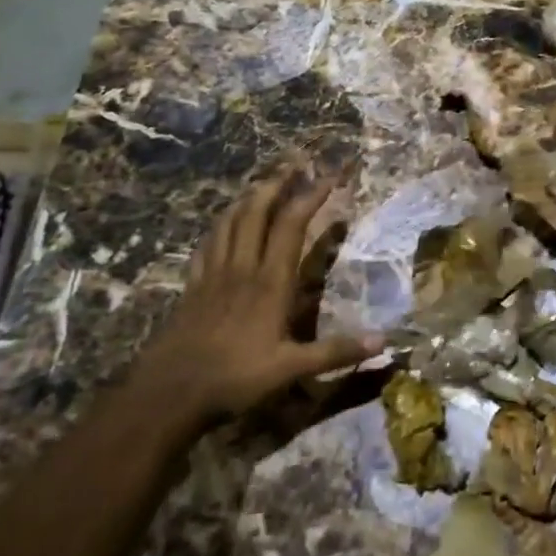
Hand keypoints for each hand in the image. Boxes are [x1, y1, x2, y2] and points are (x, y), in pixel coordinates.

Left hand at [135, 168, 379, 426]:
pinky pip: (207, 243)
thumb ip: (336, 352)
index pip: (291, 225)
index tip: (330, 177)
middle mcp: (242, 267)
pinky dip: (219, 225)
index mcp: (270, 281)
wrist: (171, 390)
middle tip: (293, 165)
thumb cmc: (235, 378)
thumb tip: (384, 341)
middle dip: (277, 184)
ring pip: (230, 221)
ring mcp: (214, 273)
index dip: (311, 196)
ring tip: (262, 185)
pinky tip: (222, 225)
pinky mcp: (193, 285)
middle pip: (257, 211)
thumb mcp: (291, 369)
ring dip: (248, 198)